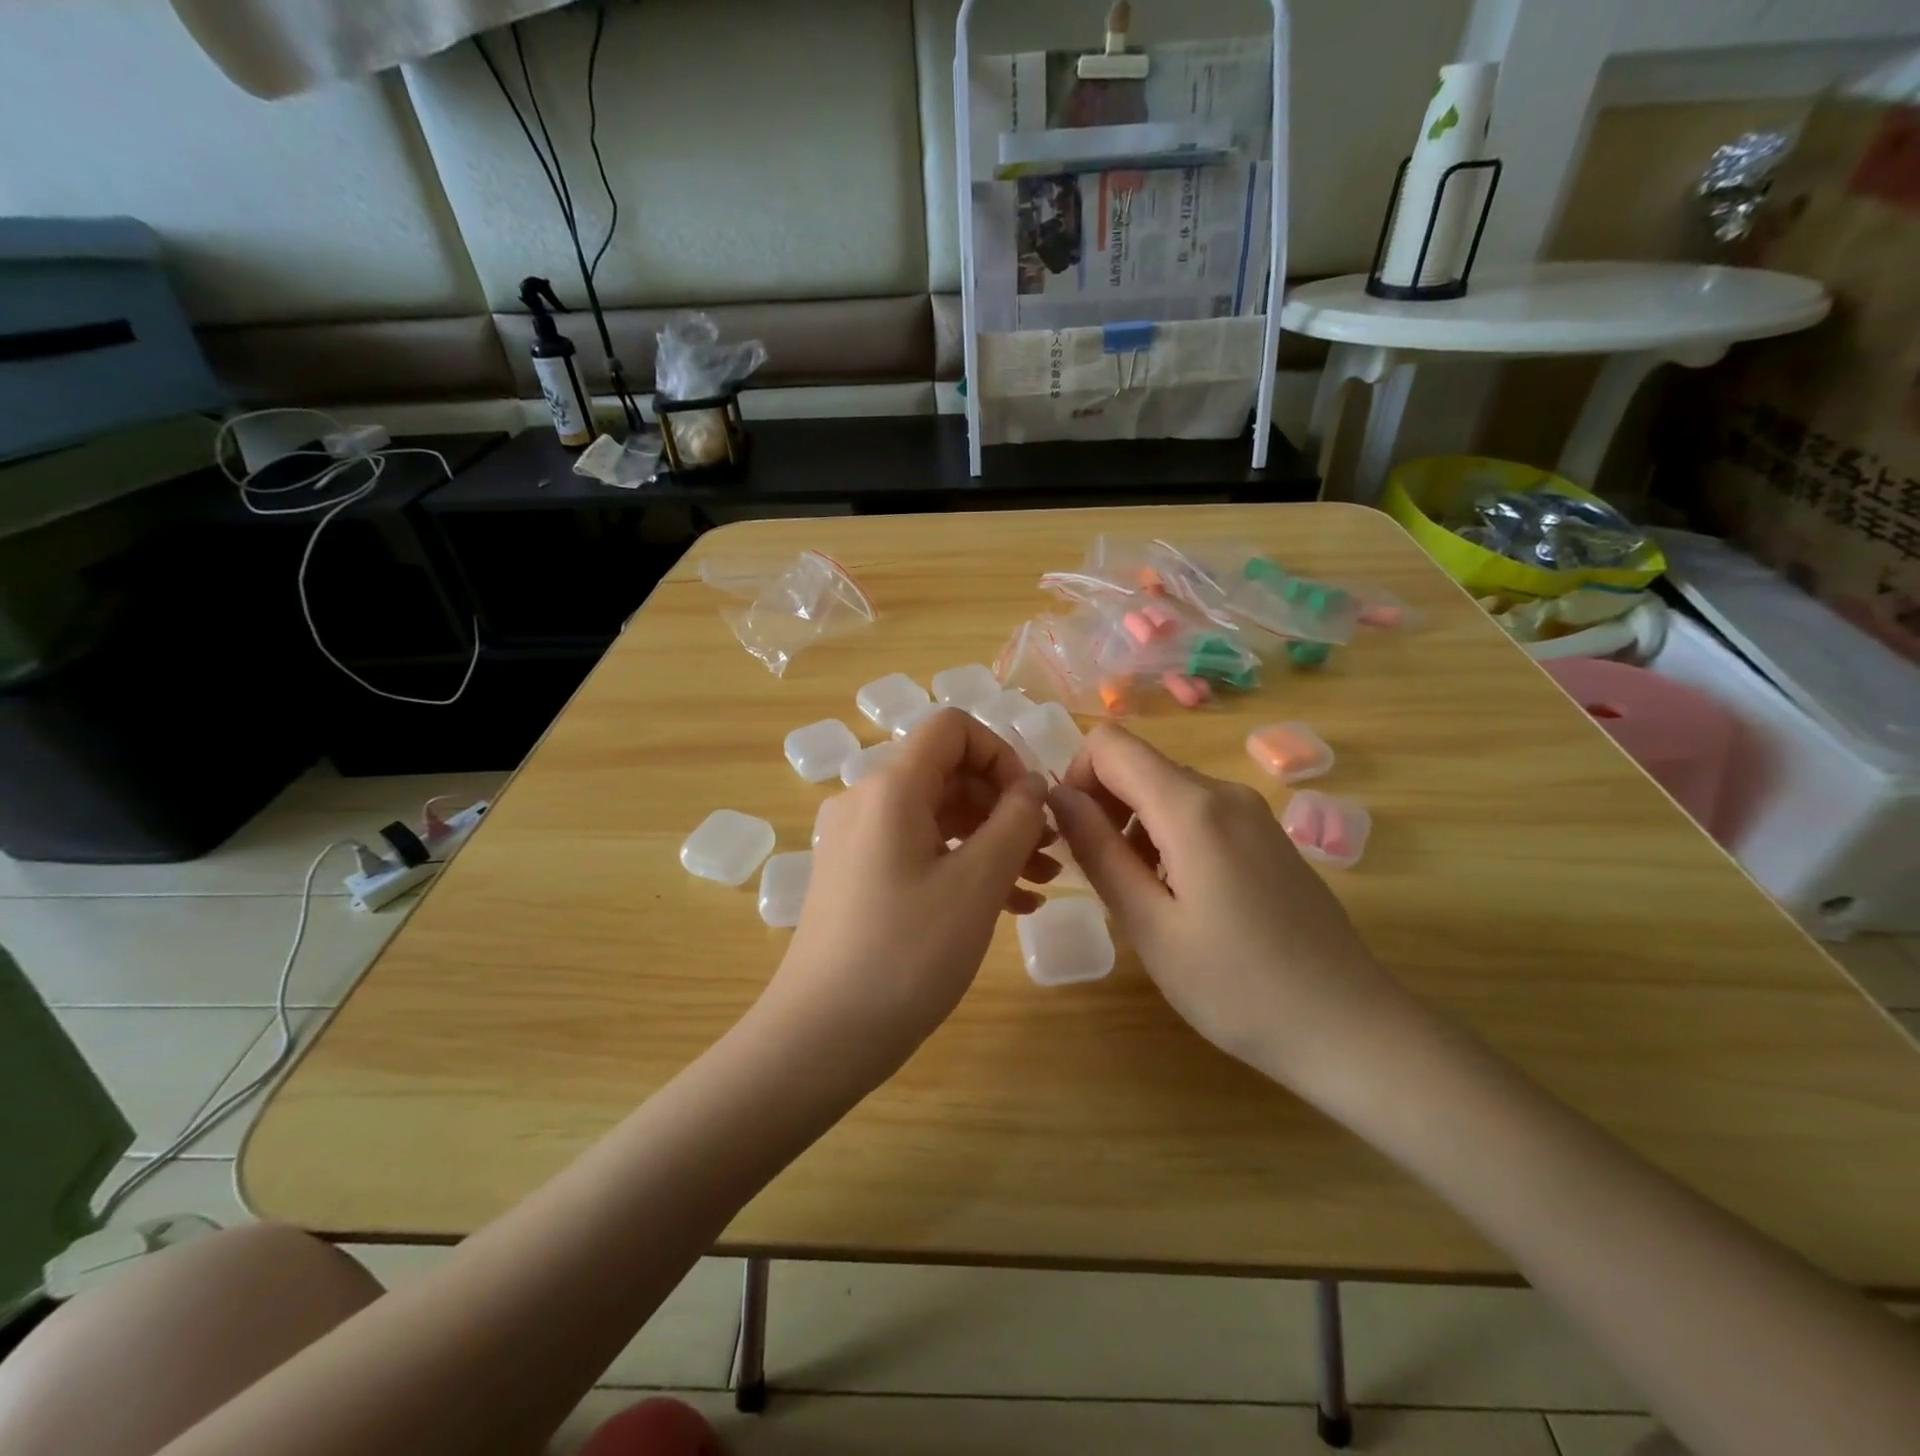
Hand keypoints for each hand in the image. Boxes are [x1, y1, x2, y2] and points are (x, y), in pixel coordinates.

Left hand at [765, 709, 1055, 1071]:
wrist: (820, 1037)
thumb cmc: (907, 954)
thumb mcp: (976, 884)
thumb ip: (1015, 821)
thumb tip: (1032, 785)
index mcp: (891, 787)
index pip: (953, 728)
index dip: (1001, 754)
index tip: (1032, 804)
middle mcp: (868, 800)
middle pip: (948, 773)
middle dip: (1005, 805)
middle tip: (1050, 852)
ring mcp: (858, 840)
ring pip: (939, 816)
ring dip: (993, 840)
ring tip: (1041, 883)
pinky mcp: (858, 876)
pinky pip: (920, 850)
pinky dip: (964, 865)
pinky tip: (1009, 905)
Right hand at [1049, 723, 1402, 1085]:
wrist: (1349, 1028)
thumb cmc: (1236, 986)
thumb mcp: (1149, 924)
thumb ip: (1098, 850)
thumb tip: (1056, 794)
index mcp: (1192, 807)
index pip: (1110, 745)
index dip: (1075, 777)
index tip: (1072, 836)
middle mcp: (1224, 792)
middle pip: (1139, 766)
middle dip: (1103, 807)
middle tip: (1100, 877)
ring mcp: (1252, 813)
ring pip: (1167, 791)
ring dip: (1134, 827)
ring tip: (1141, 896)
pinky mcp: (1267, 836)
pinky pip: (1199, 814)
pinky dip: (1168, 838)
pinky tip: (1182, 898)